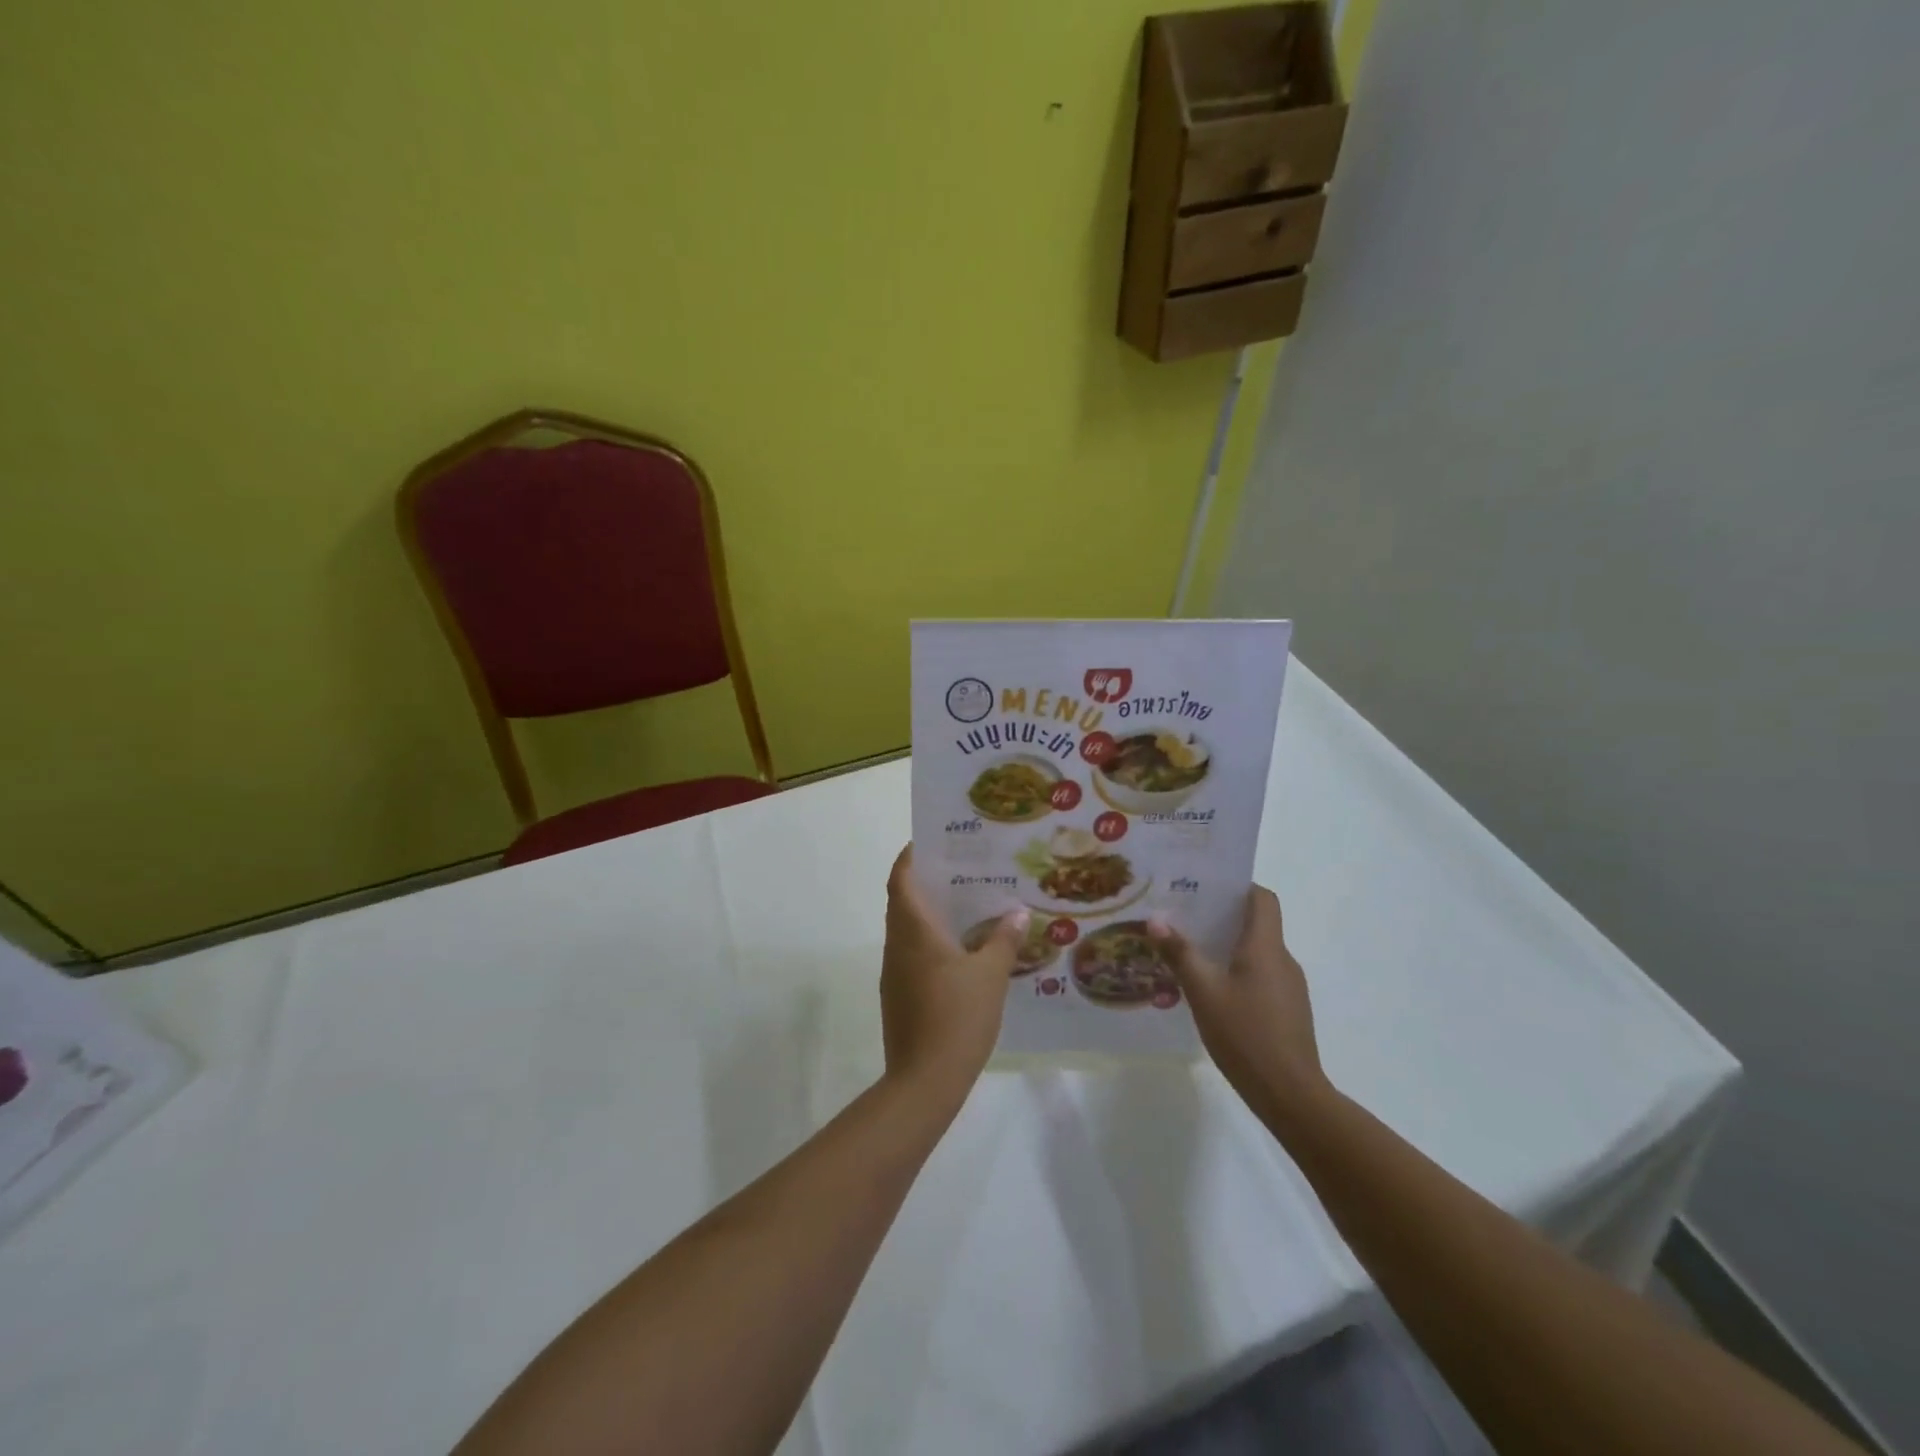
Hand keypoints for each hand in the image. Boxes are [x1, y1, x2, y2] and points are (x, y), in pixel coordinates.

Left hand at [881, 846, 1025, 1099]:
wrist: (924, 1080)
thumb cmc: (957, 1016)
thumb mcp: (990, 975)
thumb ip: (1003, 940)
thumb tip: (1016, 913)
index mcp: (913, 930)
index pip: (901, 879)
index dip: (910, 857)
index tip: (932, 843)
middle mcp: (897, 945)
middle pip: (903, 902)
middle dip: (927, 883)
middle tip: (962, 872)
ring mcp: (894, 972)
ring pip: (907, 930)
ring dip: (930, 915)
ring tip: (969, 907)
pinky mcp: (898, 996)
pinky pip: (912, 955)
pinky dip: (931, 943)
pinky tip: (962, 952)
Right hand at [1150, 887, 1328, 1123]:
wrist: (1291, 1096)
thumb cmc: (1246, 1035)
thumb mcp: (1203, 992)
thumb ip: (1180, 954)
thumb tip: (1156, 919)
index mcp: (1265, 947)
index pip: (1262, 898)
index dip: (1238, 886)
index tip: (1205, 886)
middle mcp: (1282, 959)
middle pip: (1257, 923)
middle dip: (1221, 916)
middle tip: (1182, 916)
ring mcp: (1289, 987)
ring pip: (1257, 952)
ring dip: (1227, 946)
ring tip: (1189, 952)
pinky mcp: (1288, 1011)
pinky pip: (1260, 976)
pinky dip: (1237, 972)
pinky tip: (1210, 992)